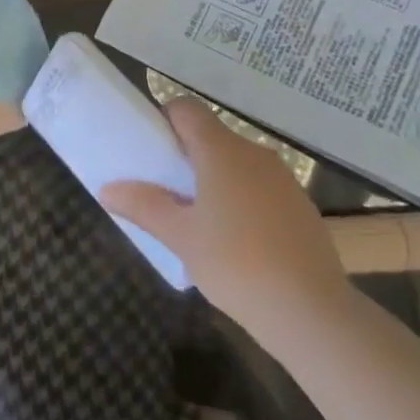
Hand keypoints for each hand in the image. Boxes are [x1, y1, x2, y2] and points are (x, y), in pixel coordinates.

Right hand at [102, 97, 354, 334]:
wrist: (312, 311)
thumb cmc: (236, 263)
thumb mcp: (180, 237)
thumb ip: (143, 206)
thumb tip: (107, 189)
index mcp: (221, 150)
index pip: (186, 109)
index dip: (163, 119)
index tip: (149, 150)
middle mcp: (253, 153)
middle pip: (211, 137)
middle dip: (185, 157)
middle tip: (164, 191)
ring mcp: (282, 179)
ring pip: (237, 164)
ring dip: (214, 180)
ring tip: (198, 221)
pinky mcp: (300, 206)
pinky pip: (260, 188)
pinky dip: (242, 200)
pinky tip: (236, 242)